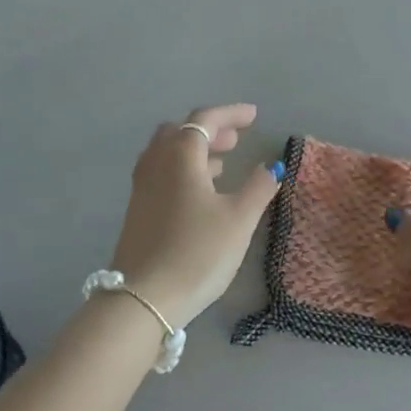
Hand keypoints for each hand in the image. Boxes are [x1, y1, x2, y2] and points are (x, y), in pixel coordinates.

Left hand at [109, 104, 282, 328]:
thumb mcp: (238, 220)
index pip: (204, 119)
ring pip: (168, 152)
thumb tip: (272, 166)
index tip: (254, 116)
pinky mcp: (138, 208)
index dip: (230, 114)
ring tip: (223, 162)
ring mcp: (142, 186)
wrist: (144, 297)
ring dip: (195, 149)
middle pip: (181, 131)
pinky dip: (184, 169)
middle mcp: (156, 162)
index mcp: (180, 155)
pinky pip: (162, 172)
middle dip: (210, 129)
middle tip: (237, 138)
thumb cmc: (198, 252)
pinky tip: (202, 191)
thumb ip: (258, 188)